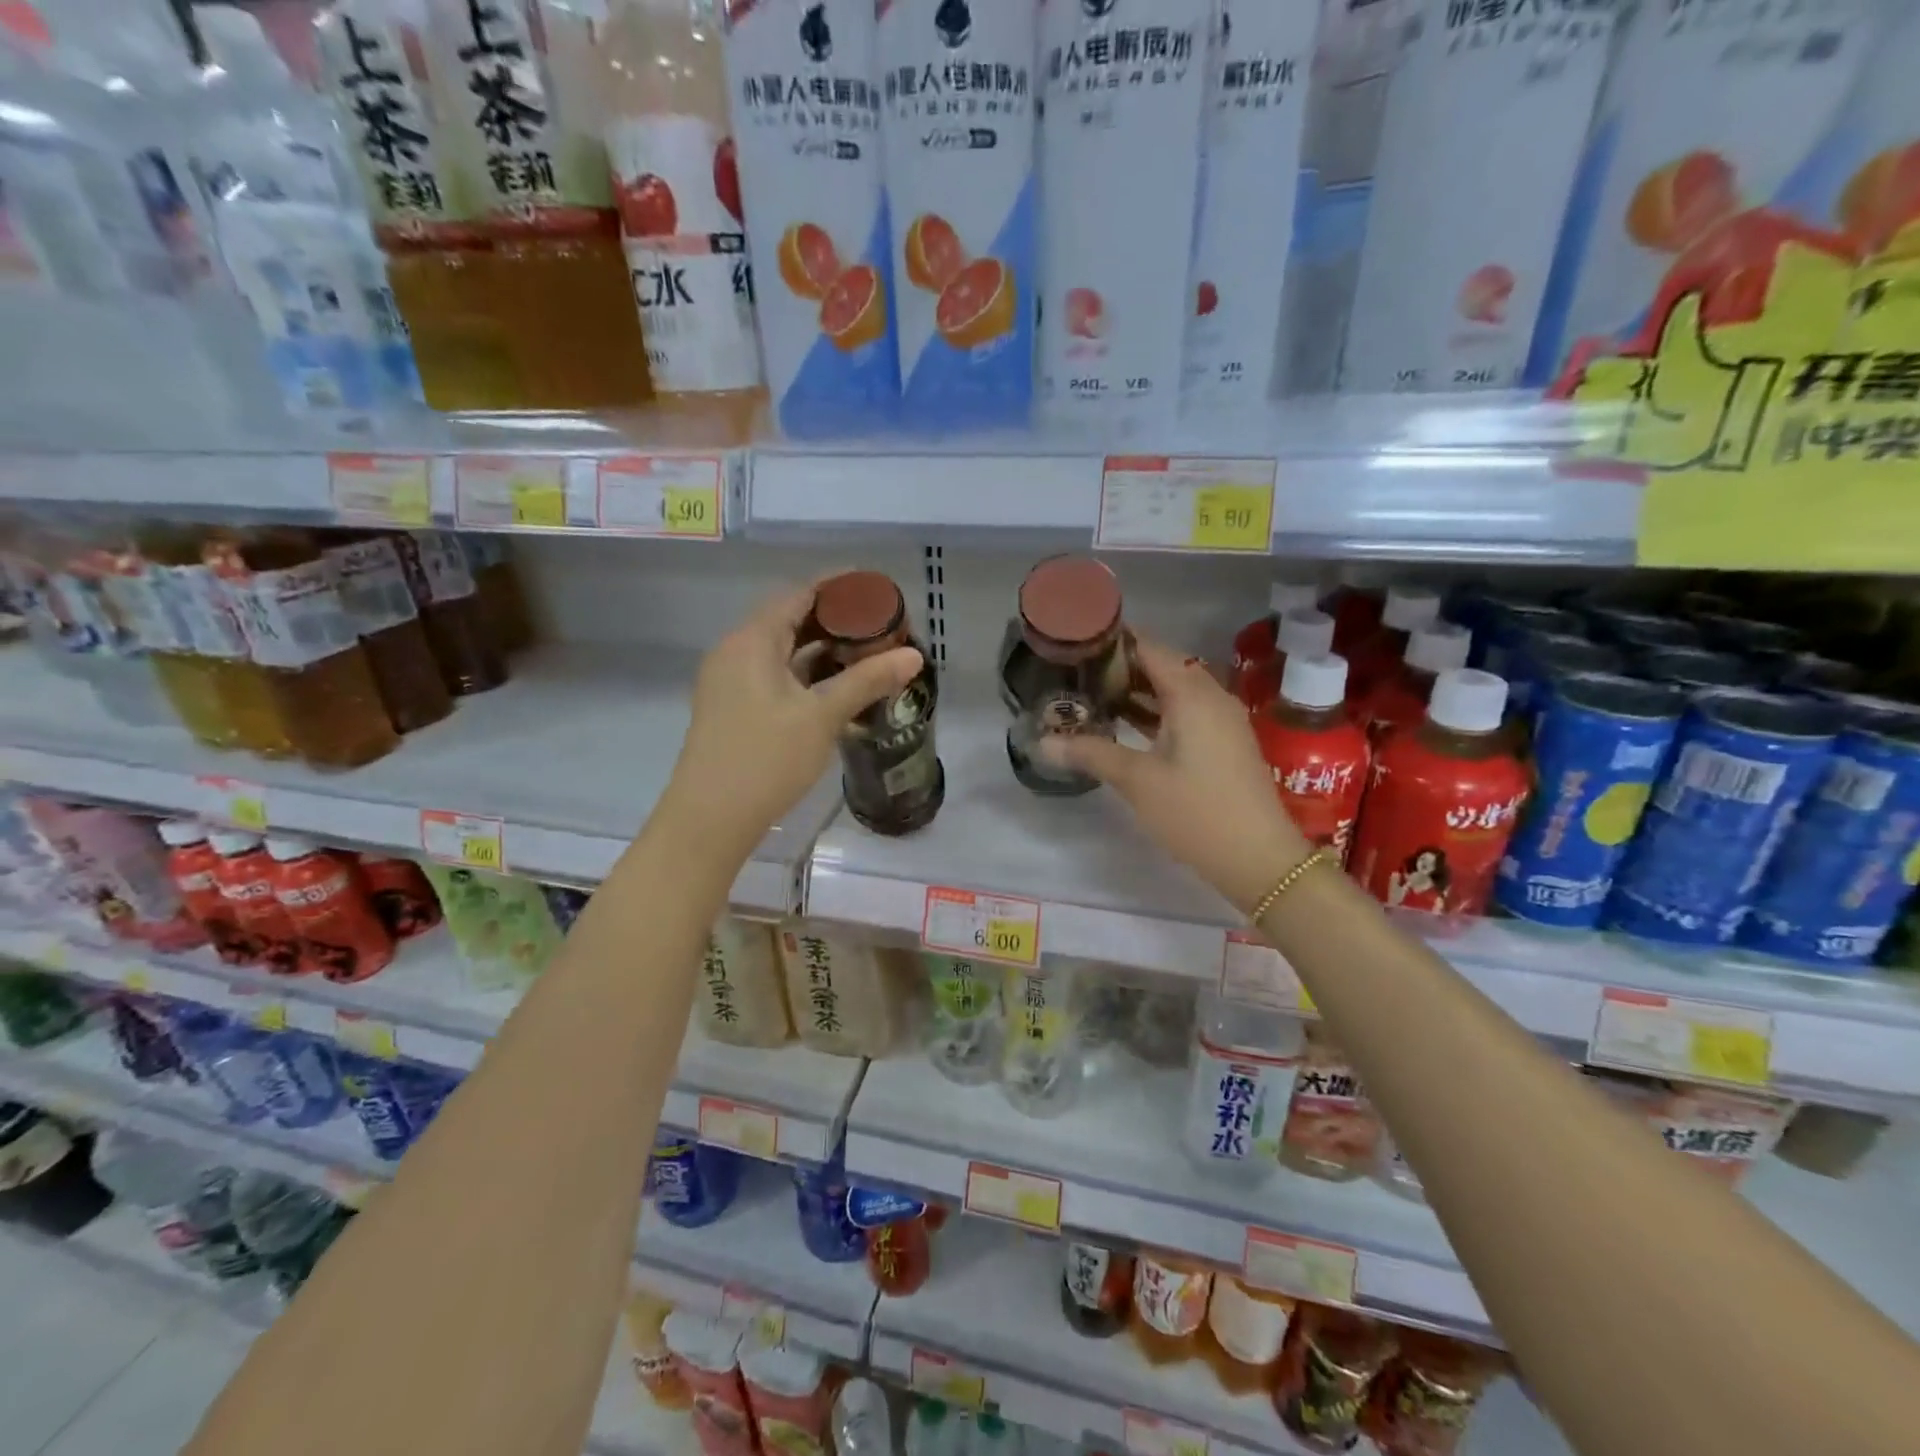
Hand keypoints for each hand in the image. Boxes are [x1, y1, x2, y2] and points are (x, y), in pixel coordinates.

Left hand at [667, 581, 921, 855]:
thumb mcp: (822, 716)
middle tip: (879, 627)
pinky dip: (805, 675)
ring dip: (821, 651)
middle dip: (835, 622)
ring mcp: (730, 682)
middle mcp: (735, 652)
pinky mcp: (733, 708)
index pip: (798, 595)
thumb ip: (867, 681)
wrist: (709, 820)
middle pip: (789, 621)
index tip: (875, 589)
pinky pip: (773, 676)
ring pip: (782, 652)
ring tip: (866, 655)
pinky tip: (836, 690)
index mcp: (751, 641)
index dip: (837, 588)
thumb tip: (914, 655)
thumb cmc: (765, 759)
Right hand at [1038, 636, 1309, 912]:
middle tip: (1076, 668)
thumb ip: (1090, 753)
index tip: (1077, 640)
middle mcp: (1210, 697)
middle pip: (1162, 665)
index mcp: (1192, 694)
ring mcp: (1220, 720)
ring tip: (1090, 691)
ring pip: (1173, 690)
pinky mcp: (1221, 742)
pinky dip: (1154, 711)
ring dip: (1136, 689)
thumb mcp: (1137, 781)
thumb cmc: (1196, 812)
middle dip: (1120, 666)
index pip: (1150, 648)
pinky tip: (1122, 723)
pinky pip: (1183, 711)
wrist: (1258, 859)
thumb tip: (1042, 742)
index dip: (1114, 640)